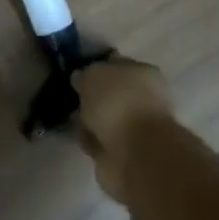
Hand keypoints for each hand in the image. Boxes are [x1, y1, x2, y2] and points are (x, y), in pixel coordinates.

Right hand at [73, 58, 176, 202]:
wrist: (135, 154)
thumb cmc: (118, 104)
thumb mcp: (94, 76)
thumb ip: (85, 74)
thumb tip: (80, 78)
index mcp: (144, 73)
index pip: (116, 65)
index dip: (96, 69)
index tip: (77, 76)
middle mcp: (144, 98)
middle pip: (112, 94)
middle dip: (92, 98)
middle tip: (73, 99)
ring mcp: (137, 128)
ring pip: (107, 119)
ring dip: (91, 121)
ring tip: (74, 122)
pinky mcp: (127, 153)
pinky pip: (103, 141)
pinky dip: (92, 141)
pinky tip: (82, 140)